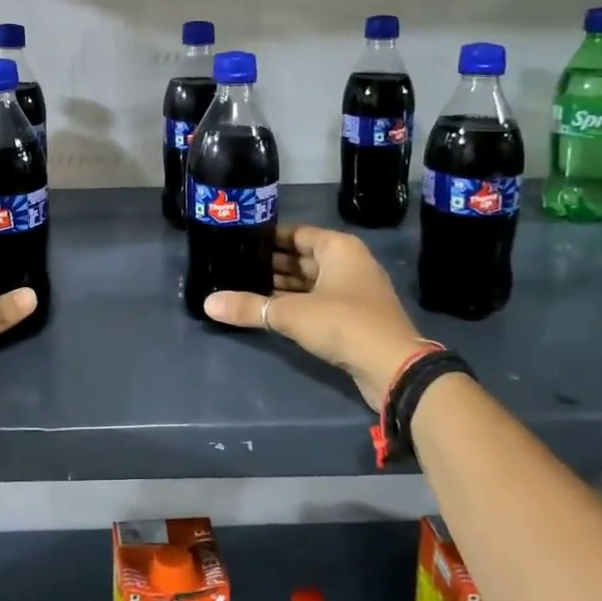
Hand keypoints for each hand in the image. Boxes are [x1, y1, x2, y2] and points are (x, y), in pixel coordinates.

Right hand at [203, 222, 430, 407]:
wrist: (394, 367)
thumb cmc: (344, 323)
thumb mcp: (291, 313)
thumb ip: (249, 307)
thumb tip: (208, 303)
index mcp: (338, 248)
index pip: (296, 233)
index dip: (268, 237)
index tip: (239, 241)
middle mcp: (348, 263)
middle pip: (302, 257)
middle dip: (270, 263)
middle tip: (234, 265)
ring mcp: (353, 291)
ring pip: (309, 281)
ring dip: (281, 286)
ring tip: (243, 286)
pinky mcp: (352, 317)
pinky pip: (316, 301)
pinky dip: (295, 303)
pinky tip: (268, 310)